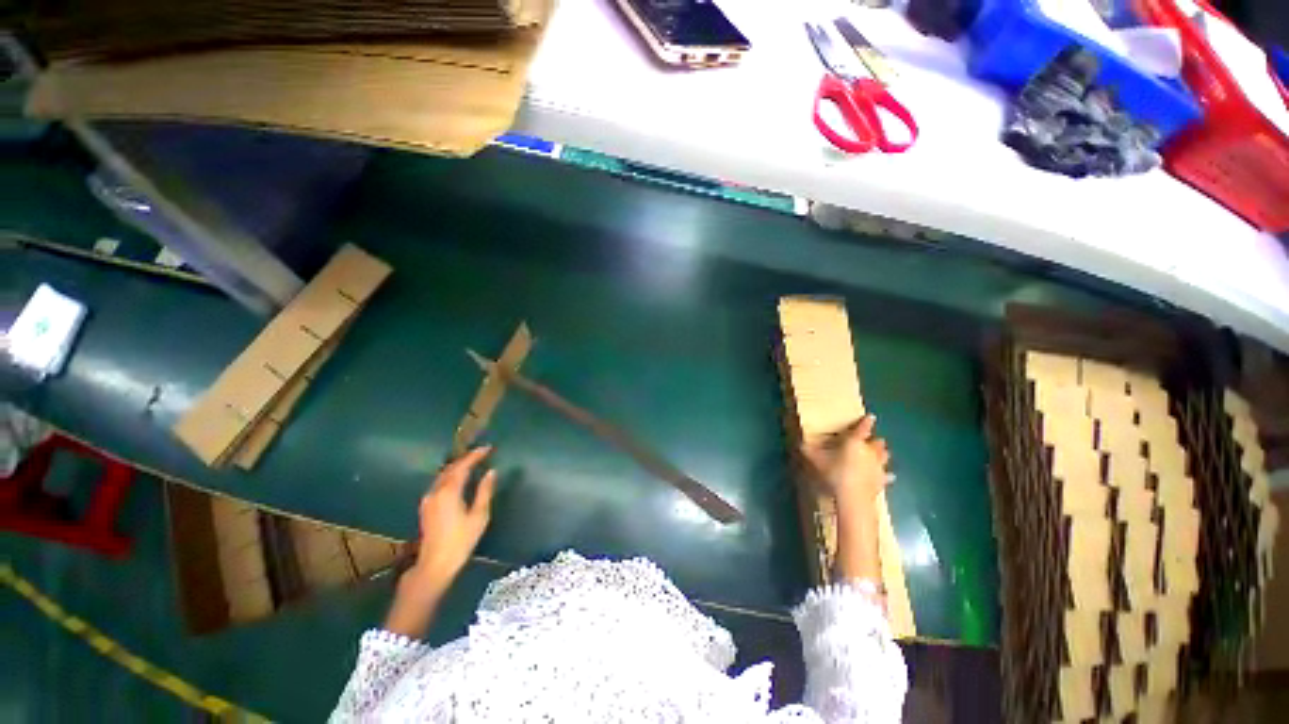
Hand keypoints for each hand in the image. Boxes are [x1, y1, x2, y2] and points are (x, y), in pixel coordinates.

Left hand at [409, 446, 497, 592]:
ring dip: (457, 466)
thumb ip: (485, 491)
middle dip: (466, 458)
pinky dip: (450, 476)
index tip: (488, 448)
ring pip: (443, 475)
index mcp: (449, 491)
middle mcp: (436, 491)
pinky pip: (439, 483)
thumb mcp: (479, 515)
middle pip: (451, 468)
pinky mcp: (426, 507)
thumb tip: (492, 472)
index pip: (463, 466)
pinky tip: (458, 479)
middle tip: (481, 454)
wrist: (435, 564)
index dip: (475, 455)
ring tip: (472, 463)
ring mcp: (428, 499)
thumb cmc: (461, 540)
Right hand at [802, 415, 890, 510]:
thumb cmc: (834, 473)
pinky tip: (887, 476)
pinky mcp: (882, 481)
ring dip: (881, 454)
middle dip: (874, 440)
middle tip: (869, 441)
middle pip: (877, 442)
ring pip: (885, 456)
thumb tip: (800, 442)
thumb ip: (808, 450)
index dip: (866, 421)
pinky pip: (887, 475)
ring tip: (878, 454)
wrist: (853, 498)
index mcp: (854, 442)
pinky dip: (886, 474)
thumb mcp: (814, 460)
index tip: (871, 417)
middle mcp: (869, 451)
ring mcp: (878, 466)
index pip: (863, 428)